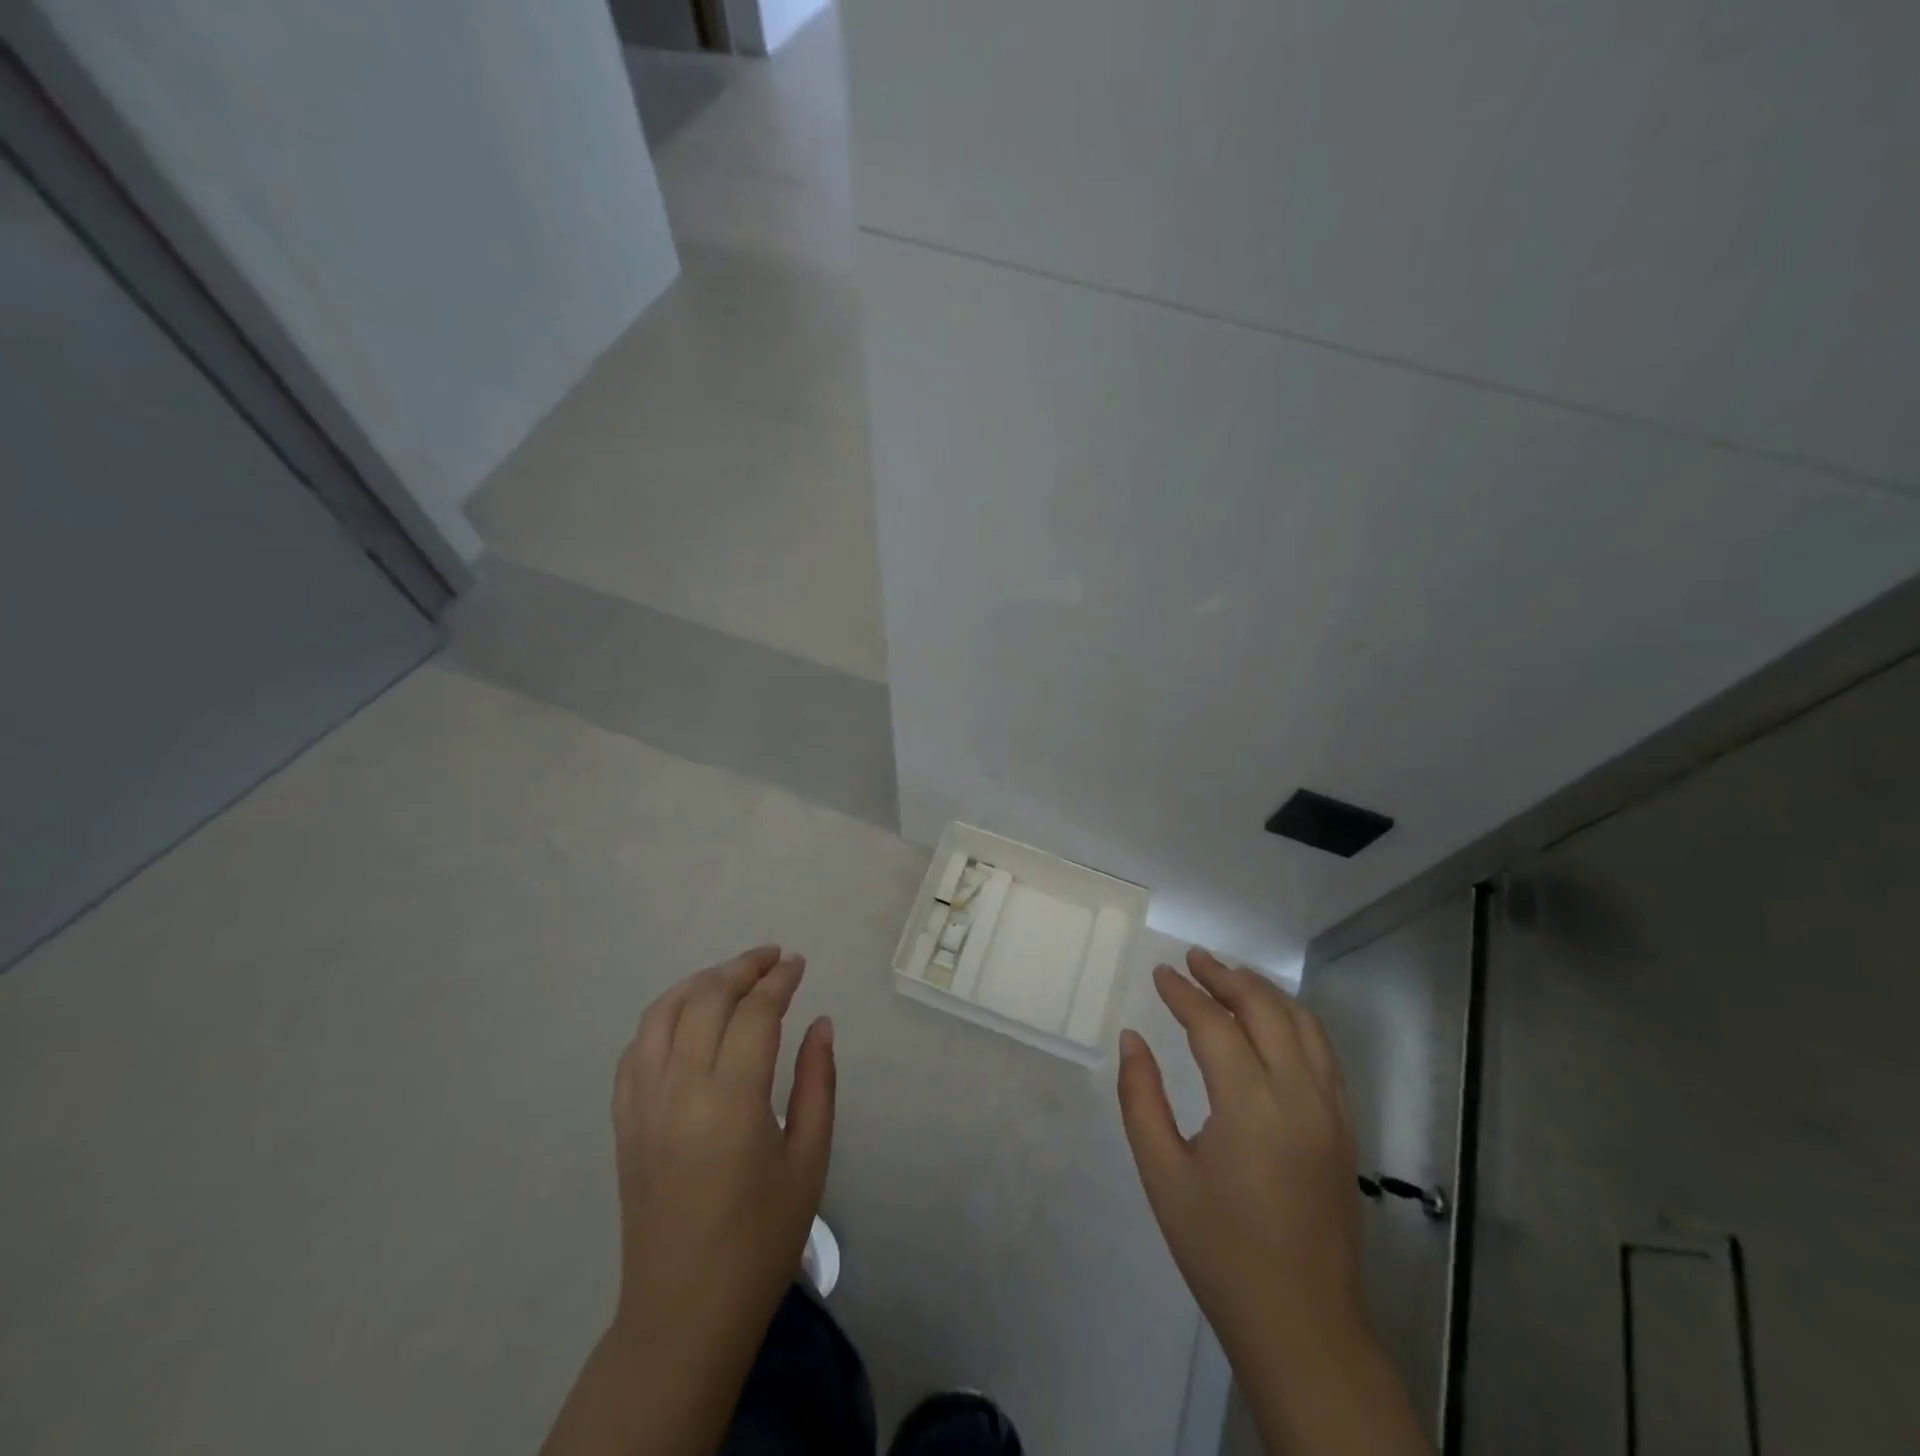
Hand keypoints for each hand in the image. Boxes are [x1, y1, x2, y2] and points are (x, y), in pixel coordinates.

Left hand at [540, 946, 834, 1455]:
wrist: (684, 1311)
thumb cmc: (761, 1238)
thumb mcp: (809, 1158)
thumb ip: (817, 1081)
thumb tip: (820, 1023)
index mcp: (732, 1099)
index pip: (755, 1012)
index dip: (779, 980)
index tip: (798, 963)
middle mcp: (680, 1088)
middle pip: (707, 998)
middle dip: (743, 968)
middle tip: (773, 958)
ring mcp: (643, 1103)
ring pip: (663, 1012)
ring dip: (700, 983)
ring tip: (732, 976)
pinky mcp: (624, 1121)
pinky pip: (636, 1048)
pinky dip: (663, 1016)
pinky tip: (686, 1017)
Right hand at [1118, 949, 1429, 1454]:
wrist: (1302, 1324)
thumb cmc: (1221, 1250)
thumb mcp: (1162, 1175)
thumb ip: (1141, 1098)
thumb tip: (1132, 1040)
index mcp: (1251, 1106)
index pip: (1214, 1025)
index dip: (1183, 993)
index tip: (1160, 972)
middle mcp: (1299, 1095)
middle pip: (1266, 1009)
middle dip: (1227, 977)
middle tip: (1193, 959)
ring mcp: (1331, 1111)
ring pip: (1303, 1024)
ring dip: (1264, 992)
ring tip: (1229, 976)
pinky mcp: (1345, 1128)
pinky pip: (1323, 1052)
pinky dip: (1293, 1020)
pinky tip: (1271, 1023)